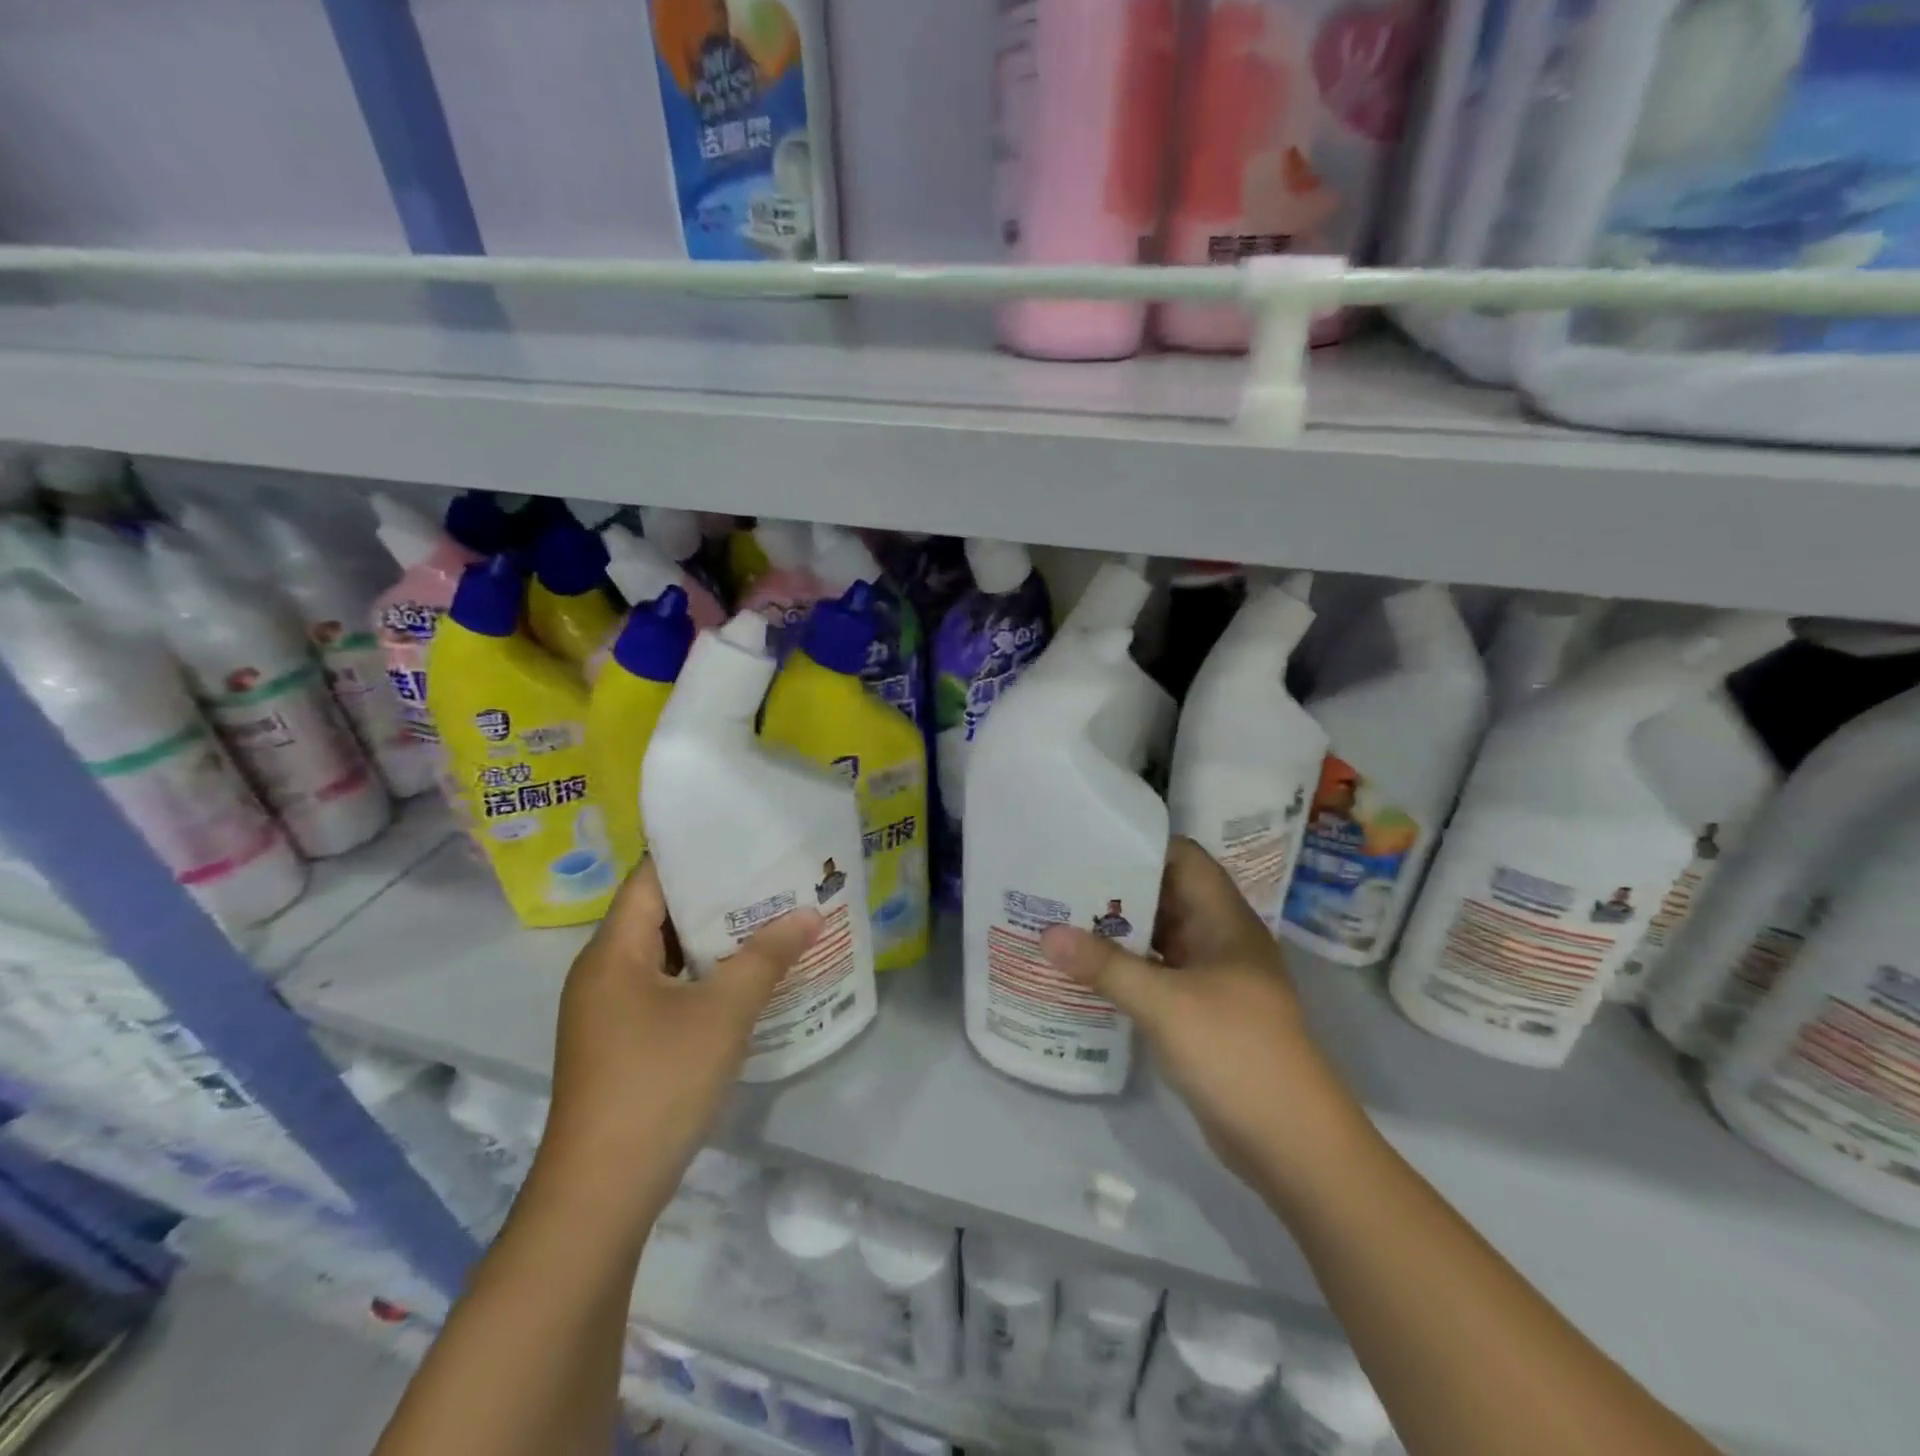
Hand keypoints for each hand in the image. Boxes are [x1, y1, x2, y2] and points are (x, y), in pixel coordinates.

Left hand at [541, 859, 821, 1213]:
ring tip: (769, 921)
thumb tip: (809, 913)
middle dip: (716, 898)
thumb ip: (767, 957)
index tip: (744, 840)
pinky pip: (665, 992)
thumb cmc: (658, 1083)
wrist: (601, 1195)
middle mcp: (602, 974)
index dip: (694, 855)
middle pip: (659, 916)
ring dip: (713, 942)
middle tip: (772, 879)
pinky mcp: (621, 1045)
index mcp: (611, 953)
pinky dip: (702, 978)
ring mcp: (609, 1013)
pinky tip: (745, 981)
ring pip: (665, 958)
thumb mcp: (723, 1013)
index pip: (650, 879)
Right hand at [1040, 838, 1359, 1186]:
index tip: (1088, 841)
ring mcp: (1210, 978)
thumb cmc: (1236, 1053)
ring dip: (1116, 930)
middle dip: (1116, 887)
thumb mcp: (1165, 1004)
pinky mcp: (1199, 1012)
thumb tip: (1045, 934)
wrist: (1291, 1144)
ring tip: (1059, 917)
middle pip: (1165, 895)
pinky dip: (1124, 968)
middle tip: (1058, 879)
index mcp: (1225, 920)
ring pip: (1158, 938)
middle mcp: (1218, 940)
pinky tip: (1083, 969)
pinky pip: (1156, 974)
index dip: (1140, 844)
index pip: (1183, 857)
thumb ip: (1105, 966)